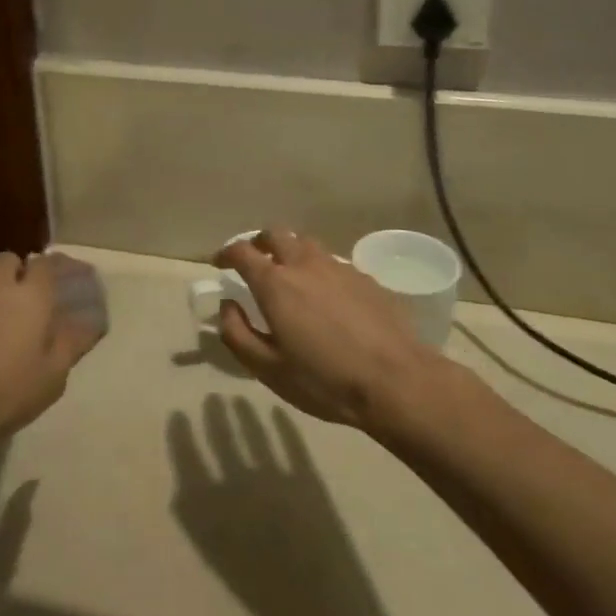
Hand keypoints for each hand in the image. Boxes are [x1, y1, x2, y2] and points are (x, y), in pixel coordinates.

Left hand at [0, 253, 102, 451]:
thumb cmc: (5, 391)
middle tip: (23, 302)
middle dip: (18, 272)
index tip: (61, 283)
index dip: (54, 269)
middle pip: (9, 260)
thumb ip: (72, 344)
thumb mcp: (52, 377)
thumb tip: (92, 323)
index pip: (46, 263)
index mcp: (30, 295)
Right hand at [216, 229, 446, 431]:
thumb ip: (237, 334)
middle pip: (275, 233)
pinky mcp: (365, 278)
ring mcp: (338, 267)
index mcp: (275, 283)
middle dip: (259, 242)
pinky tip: (328, 297)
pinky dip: (320, 270)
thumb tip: (227, 305)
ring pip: (307, 243)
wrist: (396, 382)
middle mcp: (304, 263)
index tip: (219, 263)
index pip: (242, 252)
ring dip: (291, 251)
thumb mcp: (268, 369)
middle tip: (254, 261)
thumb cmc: (324, 380)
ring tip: (291, 275)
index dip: (226, 254)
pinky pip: (334, 263)